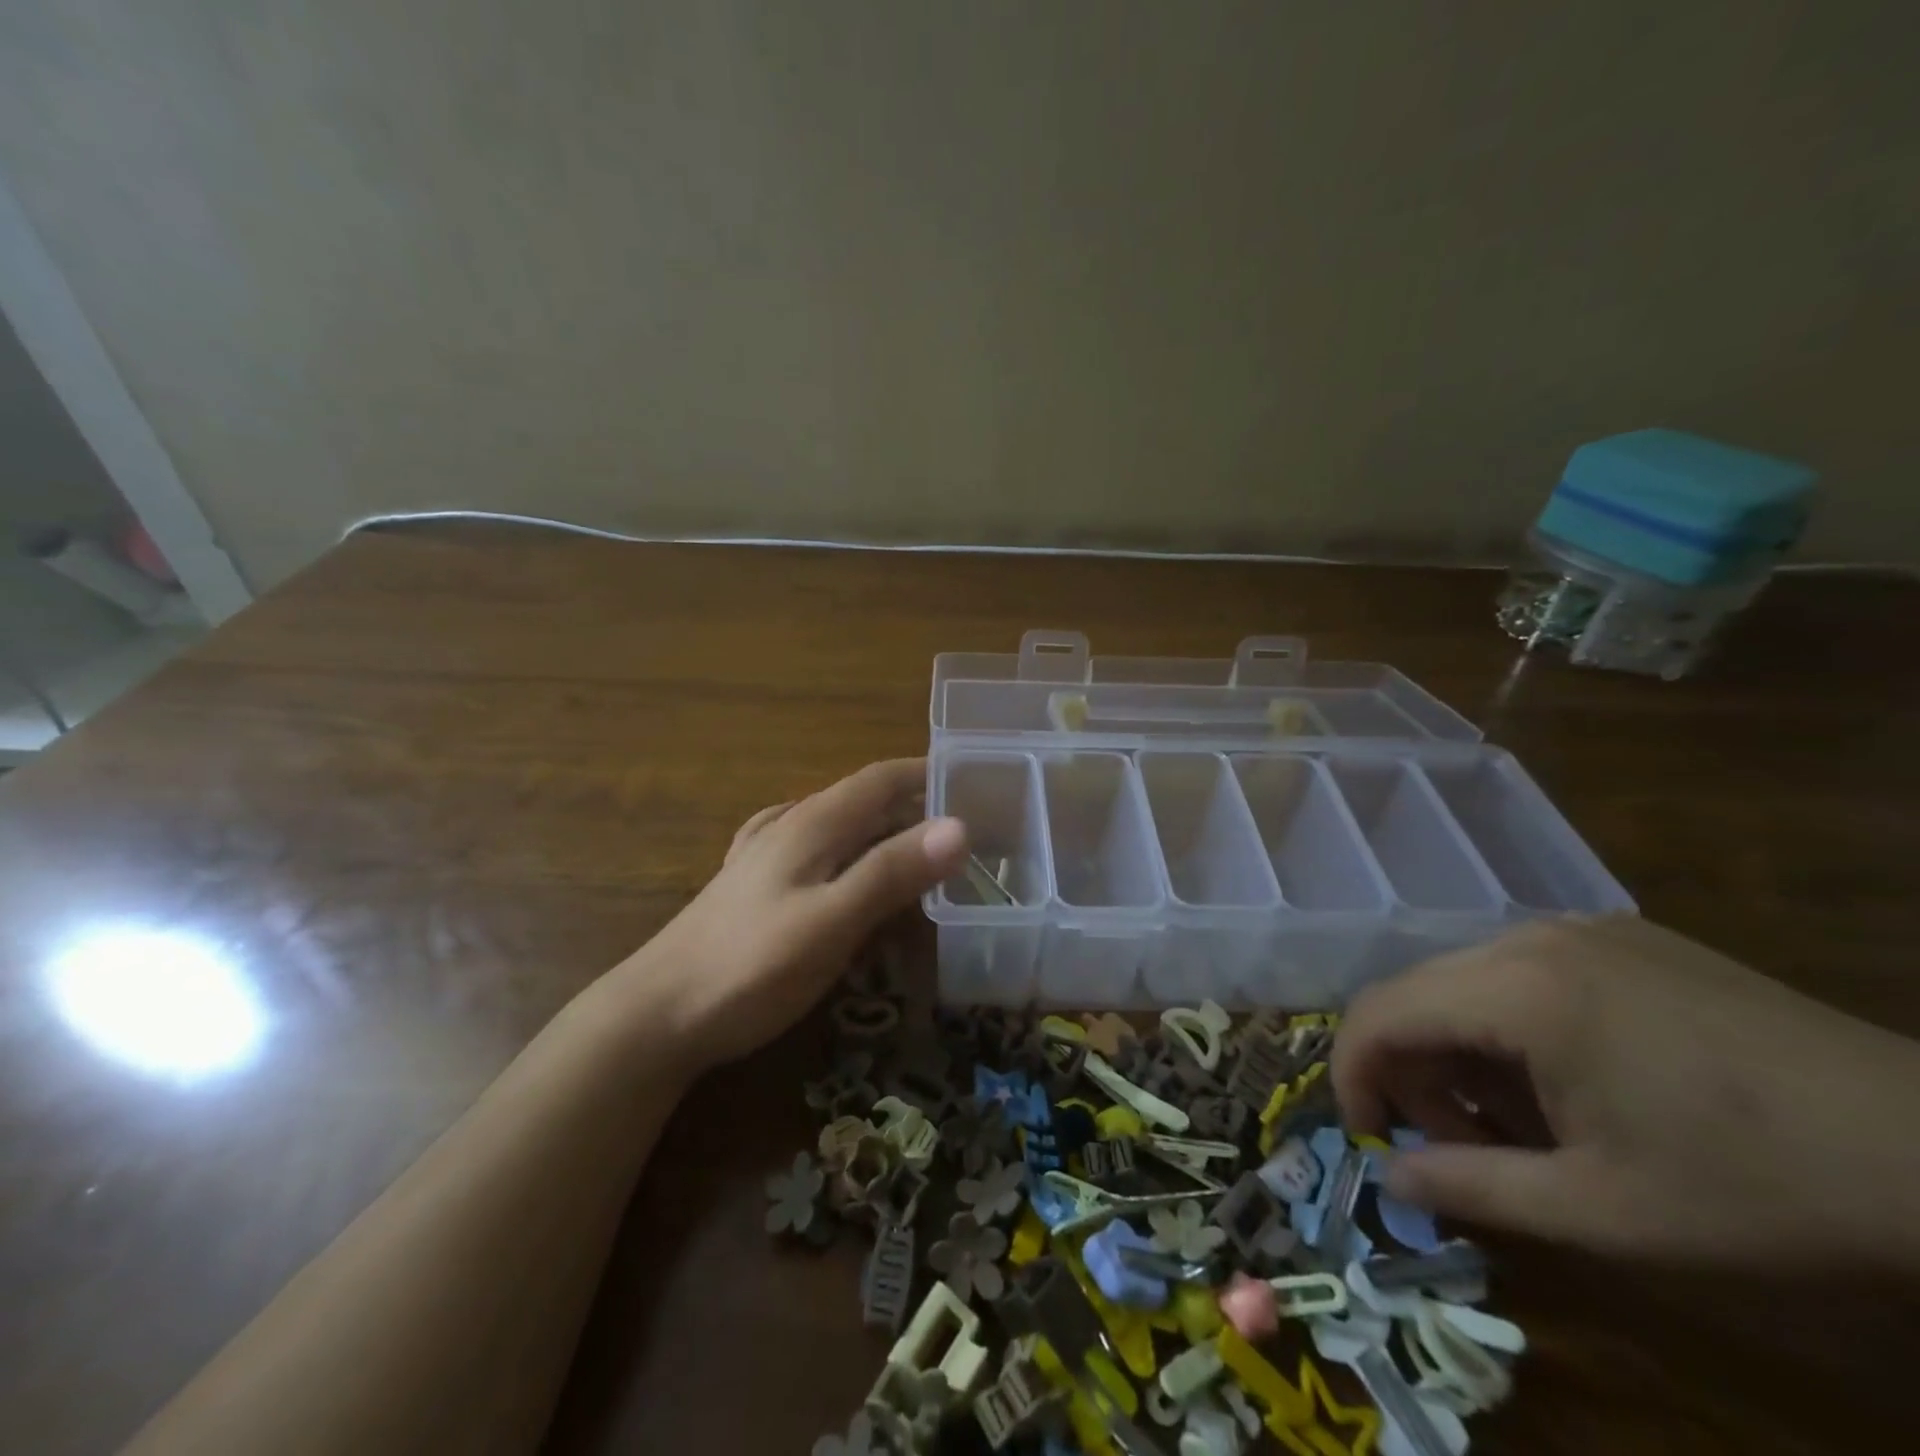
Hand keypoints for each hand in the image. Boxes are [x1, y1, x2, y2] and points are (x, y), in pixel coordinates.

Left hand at [620, 758, 966, 1073]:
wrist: (656, 1015)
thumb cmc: (751, 967)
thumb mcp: (831, 921)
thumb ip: (892, 873)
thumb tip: (960, 826)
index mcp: (812, 824)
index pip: (880, 778)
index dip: (926, 772)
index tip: (974, 781)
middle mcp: (789, 827)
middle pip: (862, 801)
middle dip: (914, 805)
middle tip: (965, 829)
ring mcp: (765, 856)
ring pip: (839, 826)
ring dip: (883, 829)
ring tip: (920, 849)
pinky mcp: (753, 887)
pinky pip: (815, 852)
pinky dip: (849, 852)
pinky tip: (846, 869)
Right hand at [1333, 915, 1919, 1268]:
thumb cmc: (1759, 1187)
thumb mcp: (1605, 1211)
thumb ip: (1474, 1189)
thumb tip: (1391, 1178)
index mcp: (1517, 989)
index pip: (1380, 1012)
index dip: (1353, 1074)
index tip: (1367, 1136)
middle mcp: (1528, 937)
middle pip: (1415, 992)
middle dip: (1411, 1071)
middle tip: (1454, 1146)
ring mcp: (1576, 928)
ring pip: (1462, 981)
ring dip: (1458, 1050)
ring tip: (1514, 1123)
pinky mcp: (1617, 937)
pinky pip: (1517, 972)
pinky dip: (1504, 1026)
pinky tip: (1562, 1082)